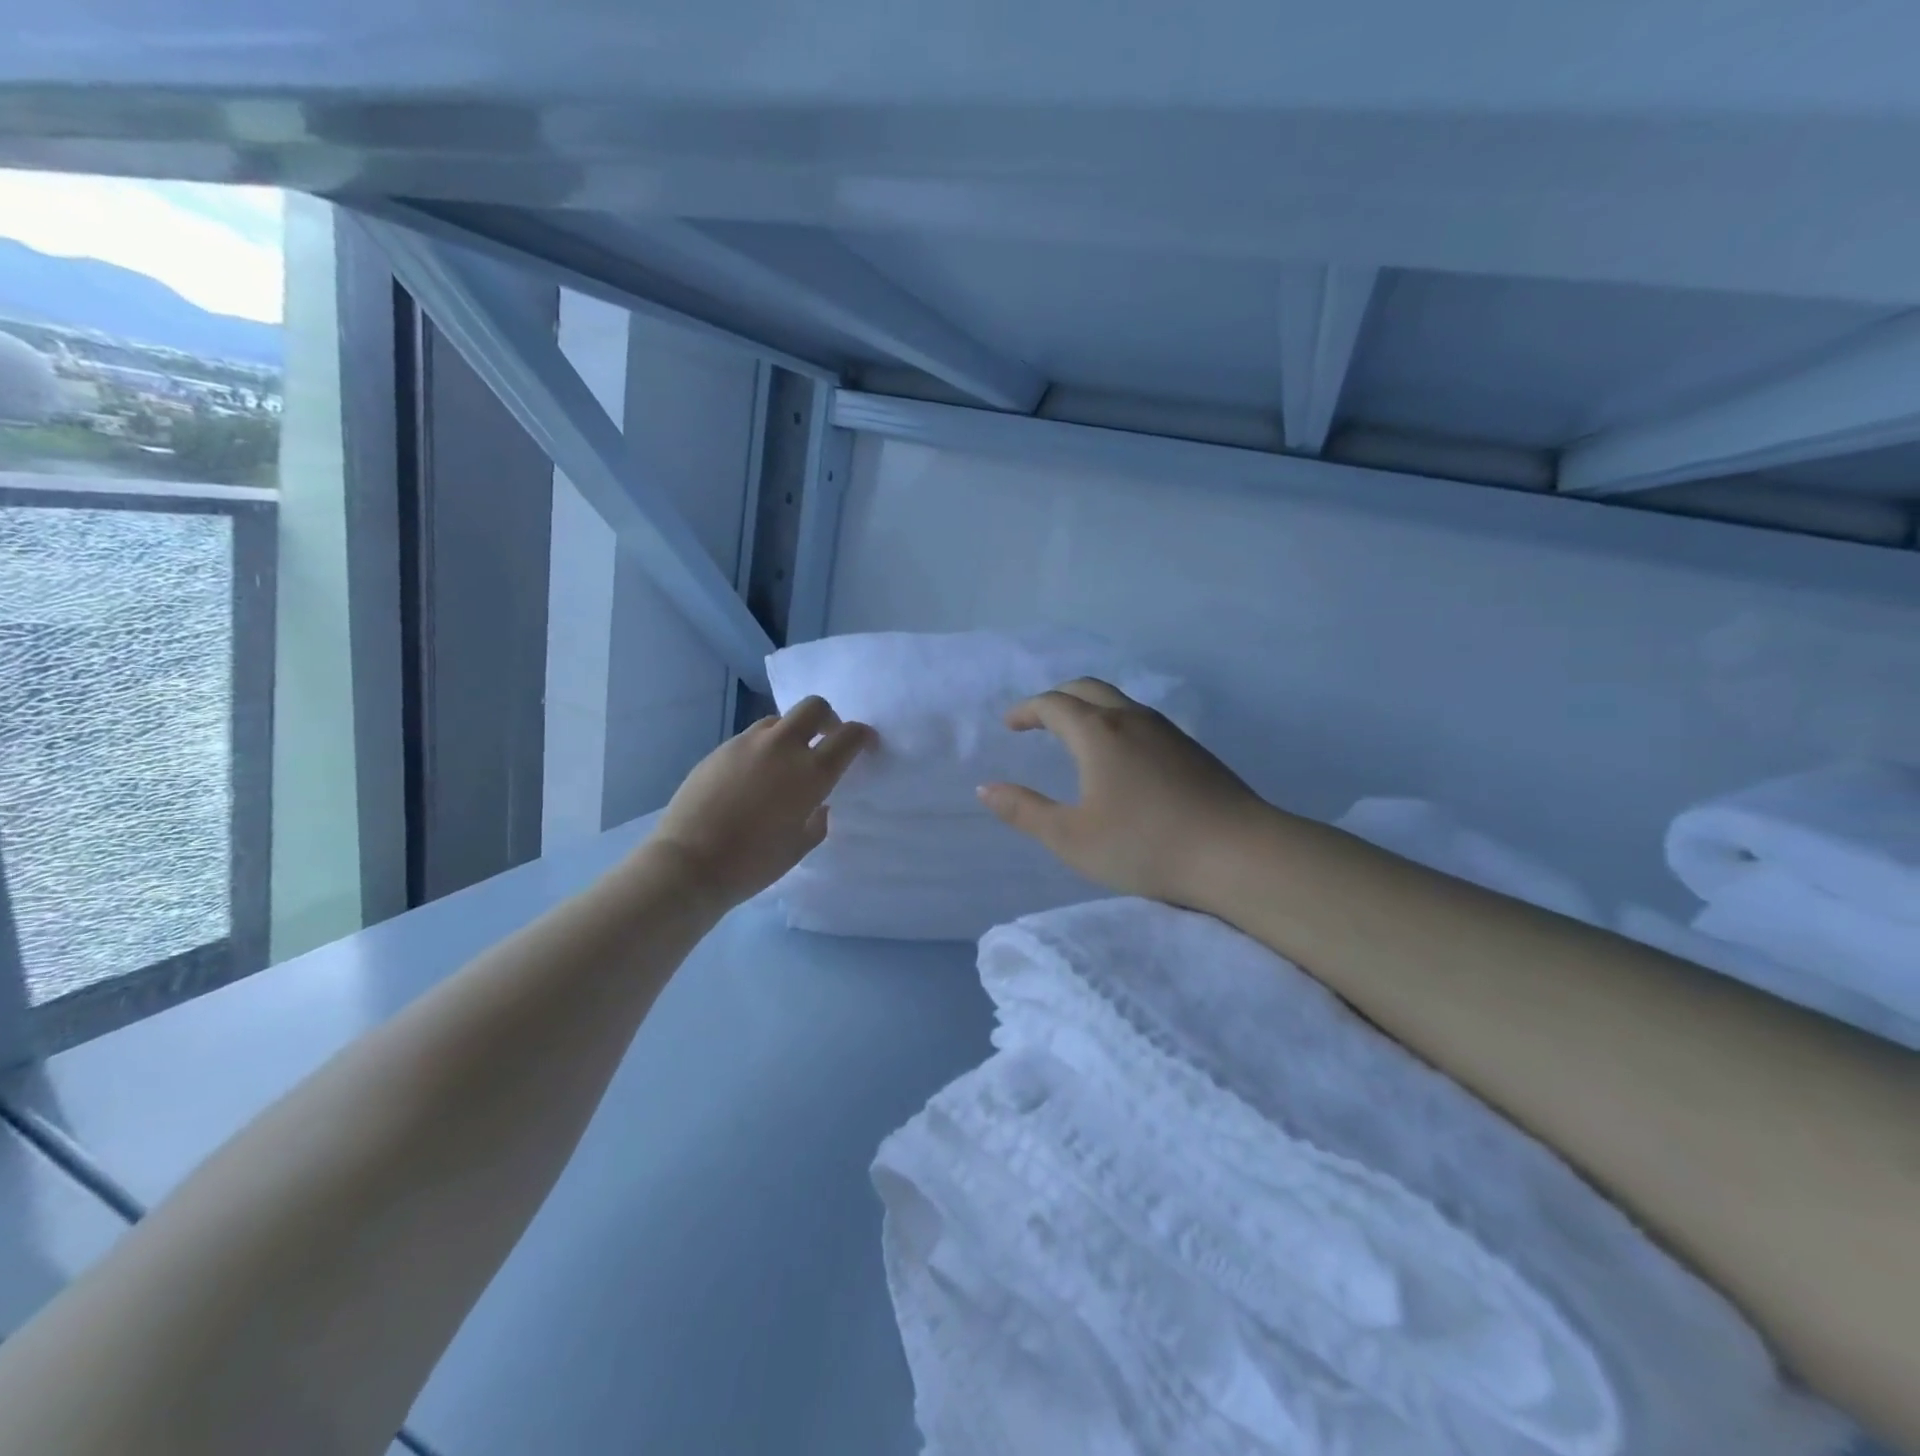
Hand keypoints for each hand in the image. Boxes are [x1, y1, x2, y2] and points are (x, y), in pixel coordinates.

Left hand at [650, 697, 872, 907]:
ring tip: (785, 763)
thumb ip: (817, 819)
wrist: (689, 863)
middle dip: (828, 718)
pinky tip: (753, 778)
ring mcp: (747, 744)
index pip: (848, 736)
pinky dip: (762, 749)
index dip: (863, 736)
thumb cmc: (754, 862)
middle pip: (814, 707)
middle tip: (826, 741)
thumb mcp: (800, 846)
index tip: (866, 744)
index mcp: (811, 773)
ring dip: (791, 734)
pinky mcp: (719, 750)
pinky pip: (751, 739)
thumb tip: (817, 804)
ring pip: (779, 721)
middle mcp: (782, 747)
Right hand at [978, 679, 1268, 905]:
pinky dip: (1115, 722)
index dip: (1026, 710)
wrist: (1238, 854)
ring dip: (1089, 708)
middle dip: (1056, 698)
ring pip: (1119, 701)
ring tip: (1075, 735)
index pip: (1053, 704)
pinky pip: (1141, 719)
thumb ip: (1025, 811)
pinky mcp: (1192, 749)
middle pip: (1088, 688)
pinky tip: (1121, 756)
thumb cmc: (1144, 846)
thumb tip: (985, 788)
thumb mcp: (1071, 837)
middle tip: (1038, 720)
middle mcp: (1131, 719)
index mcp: (1097, 732)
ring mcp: (1167, 731)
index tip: (1010, 724)